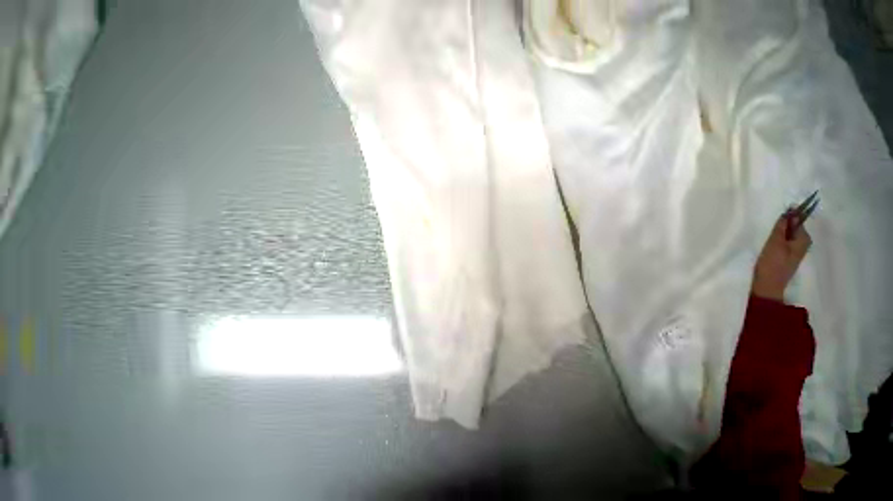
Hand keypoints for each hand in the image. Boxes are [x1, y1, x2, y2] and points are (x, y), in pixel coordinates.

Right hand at [751, 214, 811, 301]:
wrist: (769, 285)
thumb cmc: (772, 263)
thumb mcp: (775, 243)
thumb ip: (782, 227)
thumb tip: (791, 210)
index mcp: (804, 238)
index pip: (798, 219)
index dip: (788, 215)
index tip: (778, 215)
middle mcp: (804, 242)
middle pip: (794, 226)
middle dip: (783, 224)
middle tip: (770, 228)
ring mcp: (797, 249)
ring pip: (789, 234)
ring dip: (779, 232)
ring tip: (769, 237)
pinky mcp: (789, 255)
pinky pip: (786, 240)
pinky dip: (778, 239)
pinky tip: (770, 244)